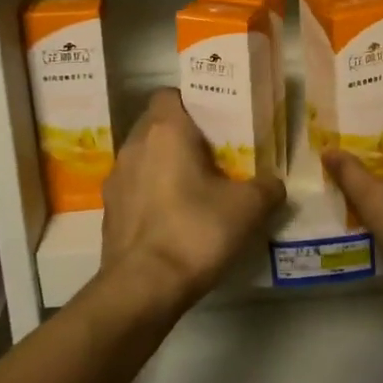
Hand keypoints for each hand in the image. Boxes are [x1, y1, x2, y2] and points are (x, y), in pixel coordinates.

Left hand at [99, 89, 286, 312]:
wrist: (143, 289)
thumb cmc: (195, 231)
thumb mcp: (248, 207)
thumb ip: (267, 187)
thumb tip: (274, 183)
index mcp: (165, 130)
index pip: (169, 94)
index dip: (192, 102)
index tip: (216, 121)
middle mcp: (134, 145)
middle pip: (157, 125)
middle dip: (183, 136)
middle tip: (215, 154)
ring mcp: (116, 180)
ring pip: (145, 157)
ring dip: (166, 166)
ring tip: (196, 188)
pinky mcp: (109, 212)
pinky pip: (135, 189)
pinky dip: (152, 195)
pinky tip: (175, 219)